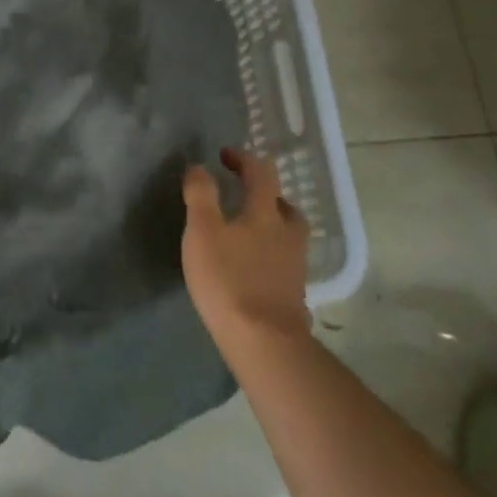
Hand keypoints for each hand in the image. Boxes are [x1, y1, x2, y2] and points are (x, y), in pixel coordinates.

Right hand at [181, 147, 310, 343]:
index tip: (225, 155)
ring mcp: (295, 264)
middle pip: (282, 203)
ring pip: (288, 233)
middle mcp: (287, 233)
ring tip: (248, 231)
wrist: (264, 340)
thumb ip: (200, 196)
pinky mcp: (294, 291)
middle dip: (263, 193)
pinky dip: (270, 253)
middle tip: (241, 195)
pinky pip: (284, 260)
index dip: (243, 159)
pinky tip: (253, 265)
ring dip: (271, 223)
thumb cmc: (228, 279)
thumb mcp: (202, 232)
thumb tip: (200, 167)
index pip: (260, 173)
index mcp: (265, 212)